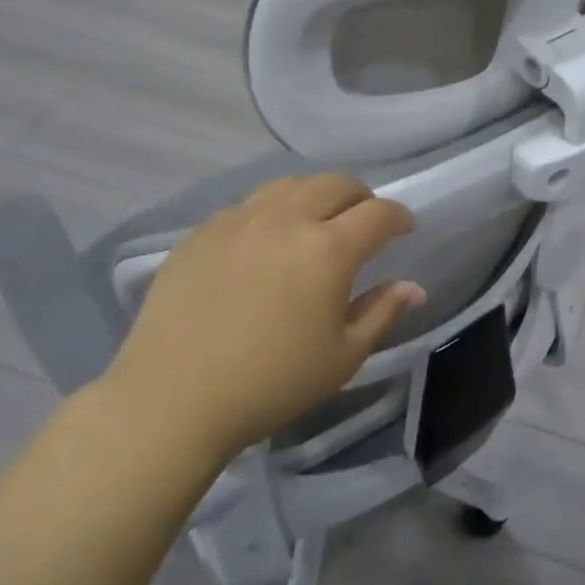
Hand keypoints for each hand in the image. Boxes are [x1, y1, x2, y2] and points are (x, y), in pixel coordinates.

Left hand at [102, 174, 423, 464]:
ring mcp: (237, 221)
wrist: (172, 401)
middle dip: (361, 197)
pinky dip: (270, 214)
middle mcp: (285, 220)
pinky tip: (264, 246)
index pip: (379, 213)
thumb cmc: (271, 384)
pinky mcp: (200, 233)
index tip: (405, 229)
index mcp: (328, 250)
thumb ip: (382, 312)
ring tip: (315, 224)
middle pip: (336, 183)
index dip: (400, 217)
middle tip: (364, 223)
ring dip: (315, 197)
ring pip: (289, 186)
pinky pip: (247, 206)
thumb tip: (412, 287)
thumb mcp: (343, 356)